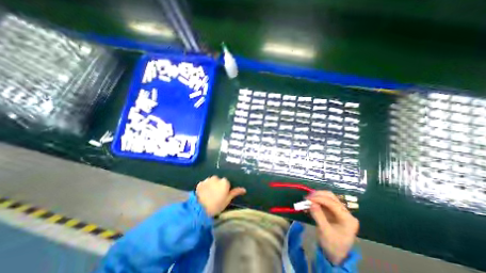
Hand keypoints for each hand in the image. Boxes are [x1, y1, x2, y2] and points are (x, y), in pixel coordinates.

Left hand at [196, 175, 244, 215]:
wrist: (200, 209)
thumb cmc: (216, 205)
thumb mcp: (227, 200)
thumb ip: (235, 193)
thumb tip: (244, 189)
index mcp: (224, 182)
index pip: (226, 183)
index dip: (224, 189)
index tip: (222, 196)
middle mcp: (217, 178)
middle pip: (219, 181)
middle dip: (218, 186)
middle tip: (215, 196)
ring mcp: (208, 179)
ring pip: (211, 181)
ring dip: (211, 185)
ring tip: (208, 195)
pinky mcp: (200, 182)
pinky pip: (205, 183)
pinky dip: (205, 187)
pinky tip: (203, 194)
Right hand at [309, 191, 357, 265]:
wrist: (336, 255)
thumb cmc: (332, 245)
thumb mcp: (325, 232)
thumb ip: (318, 216)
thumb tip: (311, 203)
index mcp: (347, 219)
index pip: (333, 203)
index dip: (320, 198)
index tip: (308, 199)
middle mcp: (345, 212)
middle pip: (331, 197)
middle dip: (318, 195)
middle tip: (307, 197)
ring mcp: (340, 210)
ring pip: (327, 197)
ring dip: (317, 196)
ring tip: (307, 199)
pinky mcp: (333, 210)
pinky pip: (324, 201)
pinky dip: (316, 200)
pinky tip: (310, 202)